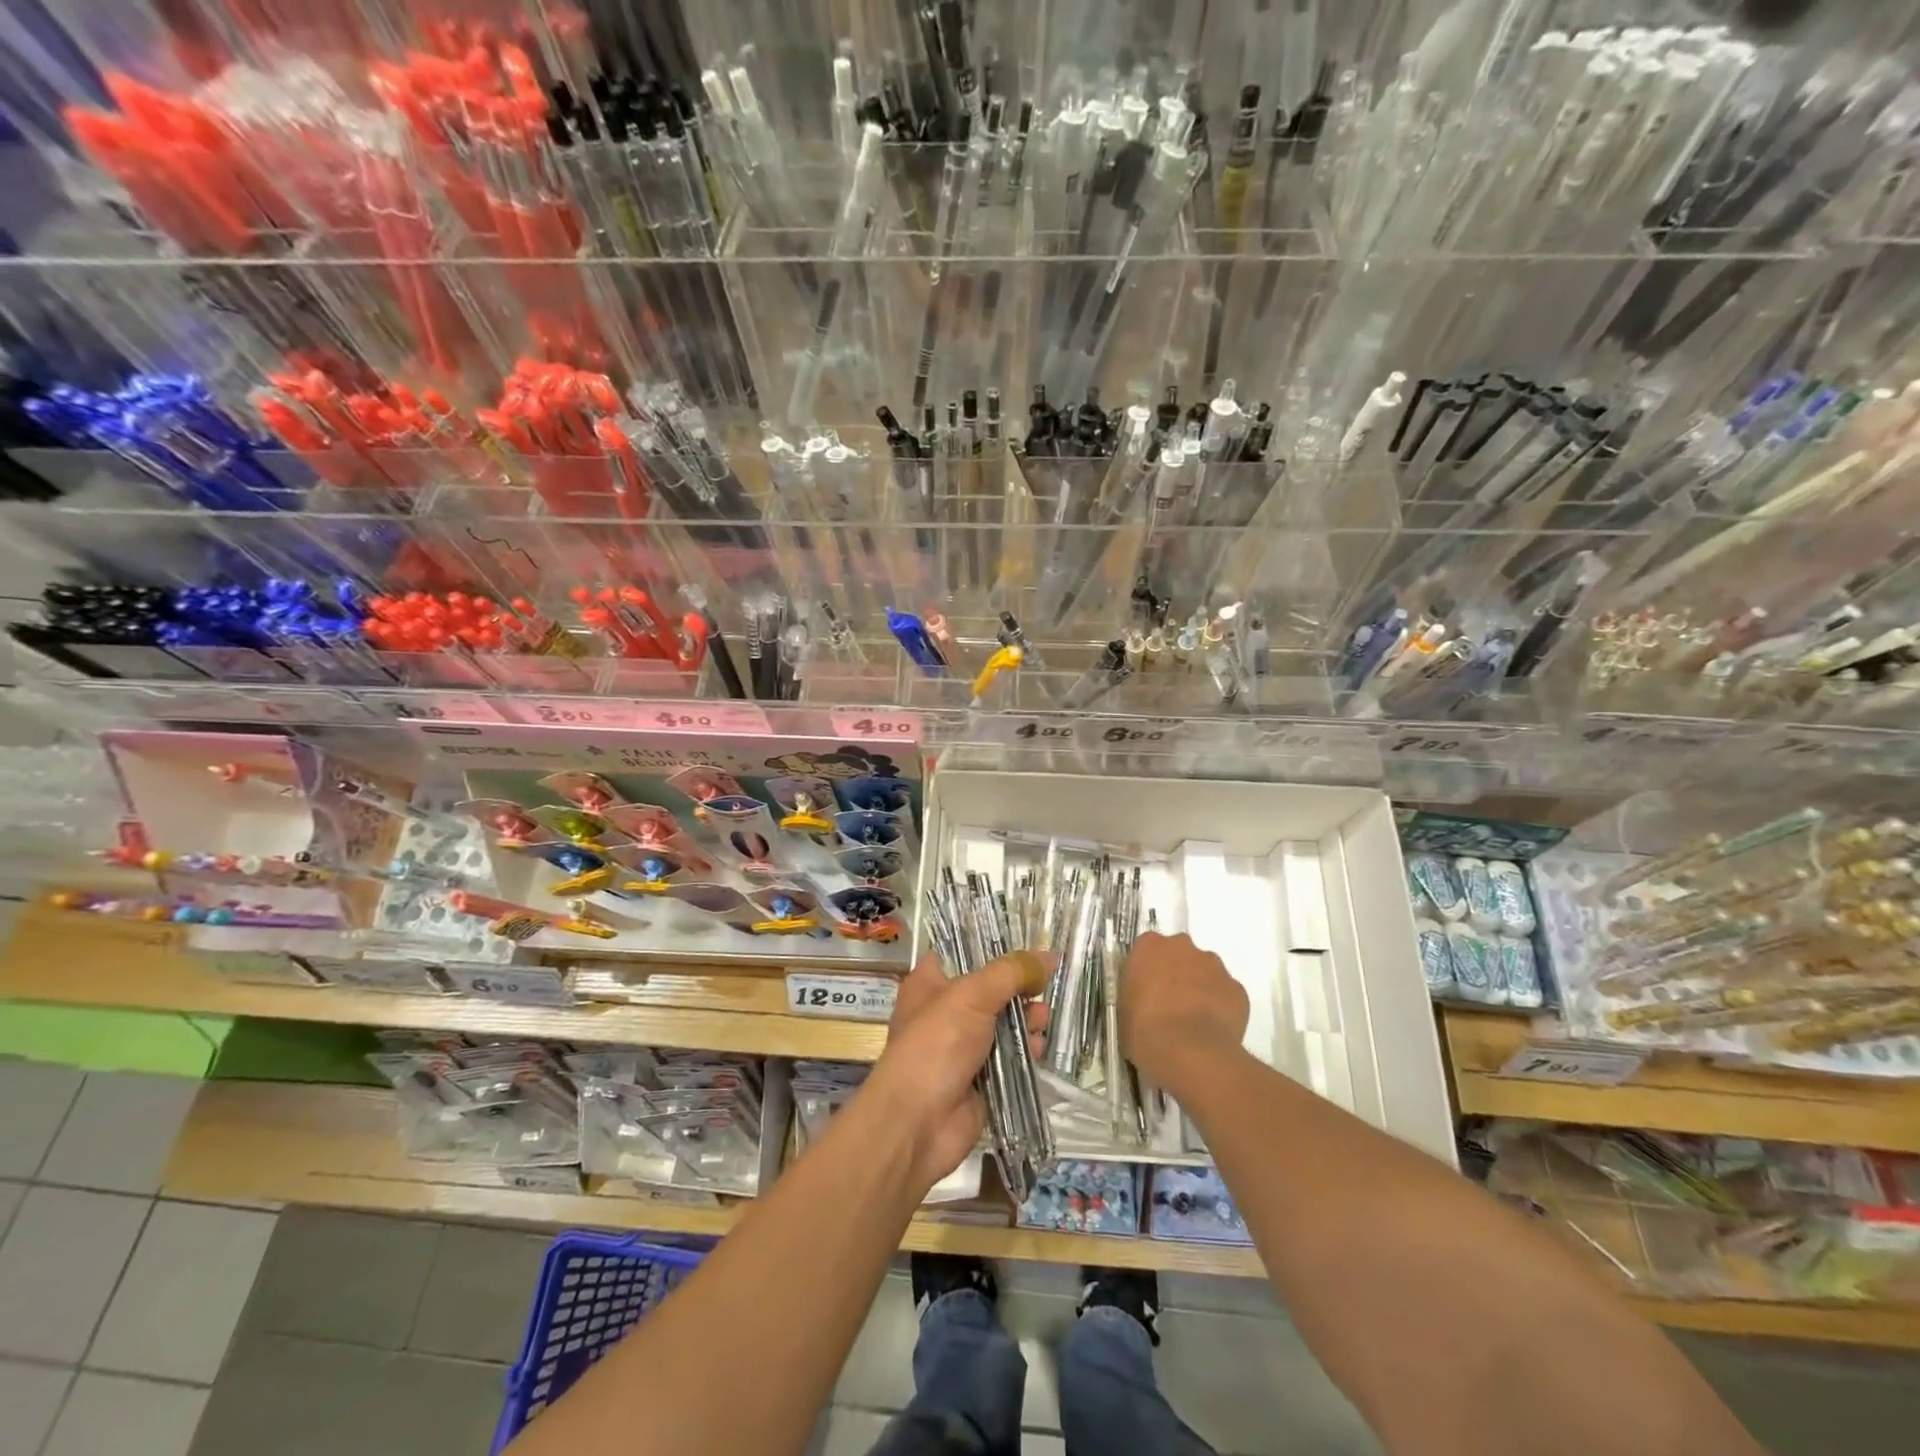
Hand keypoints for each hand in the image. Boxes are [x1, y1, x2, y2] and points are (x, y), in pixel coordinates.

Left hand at [869, 951, 1049, 1191]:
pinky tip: (1039, 1049)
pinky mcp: (980, 1080)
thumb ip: (1011, 973)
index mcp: (930, 983)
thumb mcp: (972, 996)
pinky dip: (1026, 1052)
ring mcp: (962, 1048)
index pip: (963, 954)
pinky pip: (1009, 1059)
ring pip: (1003, 1025)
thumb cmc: (936, 1045)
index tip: (1027, 949)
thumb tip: (1049, 956)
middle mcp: (944, 1012)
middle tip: (1042, 988)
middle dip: (1019, 989)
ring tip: (1042, 1020)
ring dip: (1026, 1021)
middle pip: (990, 991)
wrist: (917, 1123)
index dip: (994, 949)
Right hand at [1120, 931, 1248, 1088]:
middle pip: (1179, 953)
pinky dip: (1221, 1006)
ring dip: (1200, 987)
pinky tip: (1213, 1030)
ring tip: (1194, 1020)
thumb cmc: (1145, 1031)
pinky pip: (1227, 994)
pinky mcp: (1237, 989)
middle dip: (1176, 973)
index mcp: (1148, 947)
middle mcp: (1182, 947)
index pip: (1146, 949)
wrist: (1190, 1053)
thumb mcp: (1123, 1011)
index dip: (1147, 971)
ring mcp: (1214, 966)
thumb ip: (1135, 994)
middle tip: (1170, 1003)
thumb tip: (1145, 1000)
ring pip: (1206, 971)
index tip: (1146, 991)